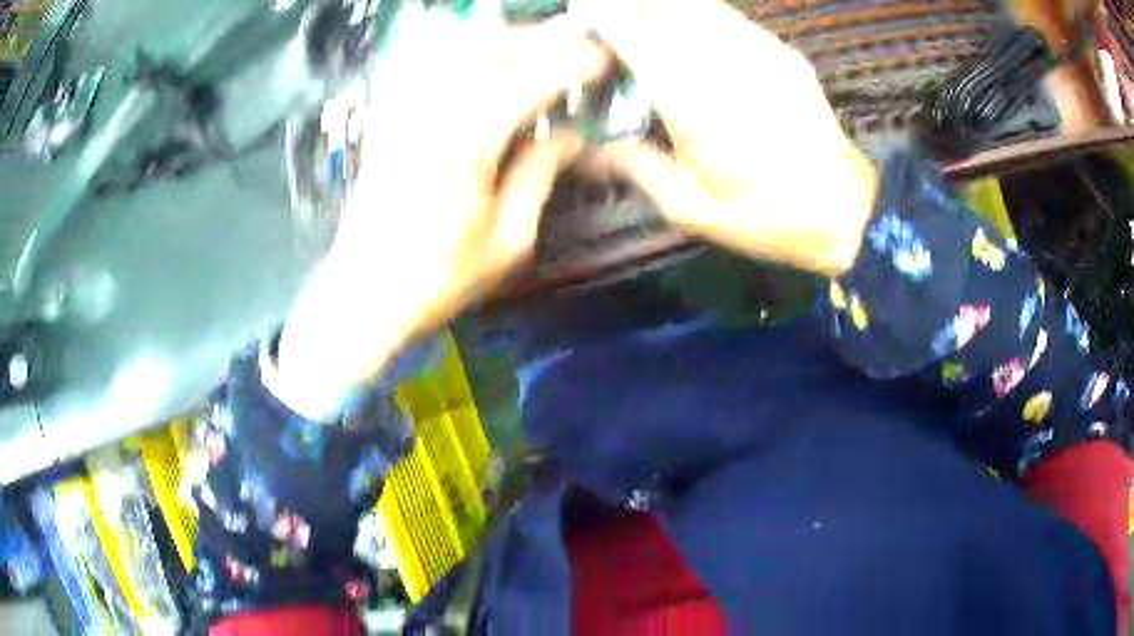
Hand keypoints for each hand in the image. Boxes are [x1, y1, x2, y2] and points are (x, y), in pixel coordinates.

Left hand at [275, 17, 607, 415]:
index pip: (529, 81)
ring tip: (533, 41)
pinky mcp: (386, 119)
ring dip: (498, 36)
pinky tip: (472, 49)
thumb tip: (570, 137)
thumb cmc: (437, 280)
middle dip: (538, 37)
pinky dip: (449, 46)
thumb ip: (538, 176)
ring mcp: (403, 110)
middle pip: (488, 47)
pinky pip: (418, 62)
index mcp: (467, 143)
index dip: (571, 63)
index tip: (604, 58)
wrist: (363, 294)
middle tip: (576, 39)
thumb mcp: (507, 241)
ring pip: (452, 47)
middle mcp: (431, 112)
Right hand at [576, 0, 877, 275]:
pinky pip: (730, 18)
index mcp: (693, 103)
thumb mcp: (692, 210)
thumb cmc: (766, 218)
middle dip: (631, 2)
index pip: (636, 37)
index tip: (580, 5)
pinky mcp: (782, 53)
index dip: (604, 14)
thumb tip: (589, 149)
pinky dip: (700, 12)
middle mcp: (723, 63)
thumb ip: (638, 168)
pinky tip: (689, 21)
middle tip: (606, 6)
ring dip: (664, 3)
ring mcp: (759, 52)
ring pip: (700, 6)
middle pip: (666, 9)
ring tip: (641, 9)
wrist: (845, 210)